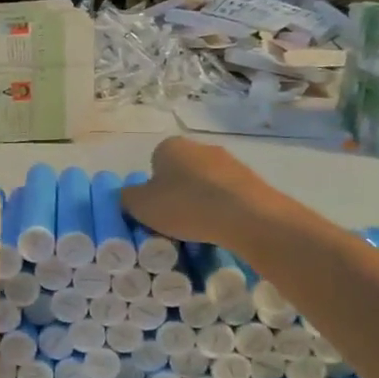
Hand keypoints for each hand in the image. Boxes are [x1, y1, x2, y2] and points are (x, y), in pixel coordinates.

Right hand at [119, 136, 282, 246]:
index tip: (155, 211)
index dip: (151, 189)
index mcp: (170, 146)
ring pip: (205, 184)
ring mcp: (229, 161)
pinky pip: (227, 195)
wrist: (245, 215)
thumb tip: (129, 196)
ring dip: (200, 202)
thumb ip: (127, 198)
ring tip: (199, 230)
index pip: (154, 164)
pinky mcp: (251, 180)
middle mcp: (200, 147)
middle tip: (173, 222)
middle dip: (177, 195)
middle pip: (181, 173)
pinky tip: (221, 228)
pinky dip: (222, 209)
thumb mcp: (140, 206)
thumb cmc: (184, 205)